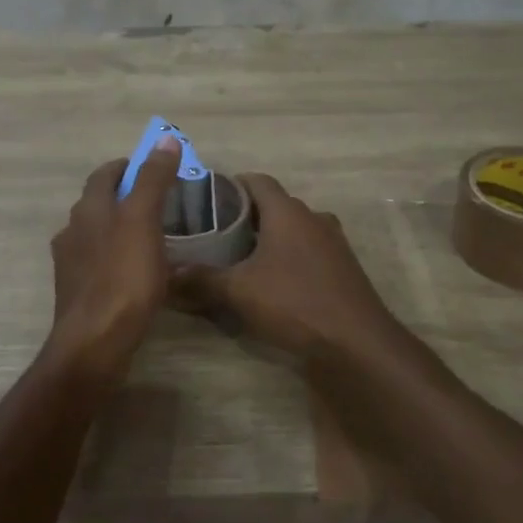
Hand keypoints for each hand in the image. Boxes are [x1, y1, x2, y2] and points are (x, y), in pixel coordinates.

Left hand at [45, 140, 182, 377]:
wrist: (95, 342)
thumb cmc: (123, 277)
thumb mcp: (144, 220)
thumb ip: (153, 179)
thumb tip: (165, 140)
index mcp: (88, 209)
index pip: (105, 174)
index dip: (129, 166)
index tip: (155, 169)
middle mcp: (73, 231)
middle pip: (99, 203)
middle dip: (126, 197)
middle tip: (161, 203)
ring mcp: (72, 264)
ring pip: (98, 234)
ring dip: (121, 228)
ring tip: (154, 238)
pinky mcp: (77, 292)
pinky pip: (100, 263)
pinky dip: (118, 258)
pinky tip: (138, 273)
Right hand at [173, 174, 403, 358]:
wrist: (356, 341)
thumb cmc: (294, 303)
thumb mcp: (239, 292)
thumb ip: (202, 279)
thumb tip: (166, 272)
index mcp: (288, 212)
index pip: (258, 180)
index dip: (232, 184)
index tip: (207, 198)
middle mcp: (313, 218)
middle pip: (275, 205)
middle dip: (247, 214)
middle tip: (215, 231)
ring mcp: (333, 242)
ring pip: (294, 228)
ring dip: (270, 237)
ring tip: (239, 255)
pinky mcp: (342, 267)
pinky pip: (308, 250)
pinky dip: (289, 256)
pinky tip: (271, 279)